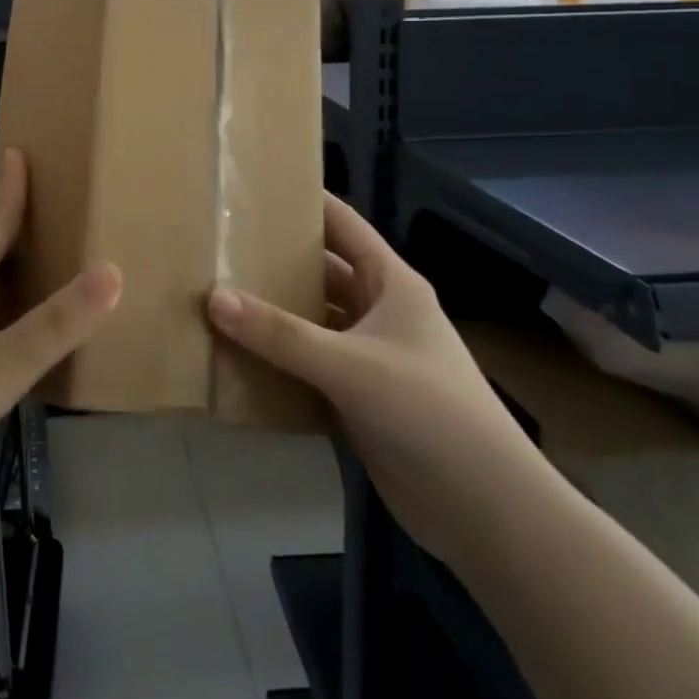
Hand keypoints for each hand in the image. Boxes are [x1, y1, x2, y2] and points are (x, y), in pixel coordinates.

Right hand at [208, 195, 542, 562]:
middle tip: (219, 244)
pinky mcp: (358, 398)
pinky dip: (278, 360)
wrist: (485, 512)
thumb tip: (213, 297)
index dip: (304, 200)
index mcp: (390, 283)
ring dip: (273, 313)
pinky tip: (236, 354)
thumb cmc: (428, 412)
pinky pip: (309, 366)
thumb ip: (281, 334)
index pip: (342, 224)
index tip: (252, 186)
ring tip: (215, 293)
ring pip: (312, 321)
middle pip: (321, 272)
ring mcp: (369, 356)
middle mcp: (379, 311)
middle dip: (275, 260)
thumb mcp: (350, 365)